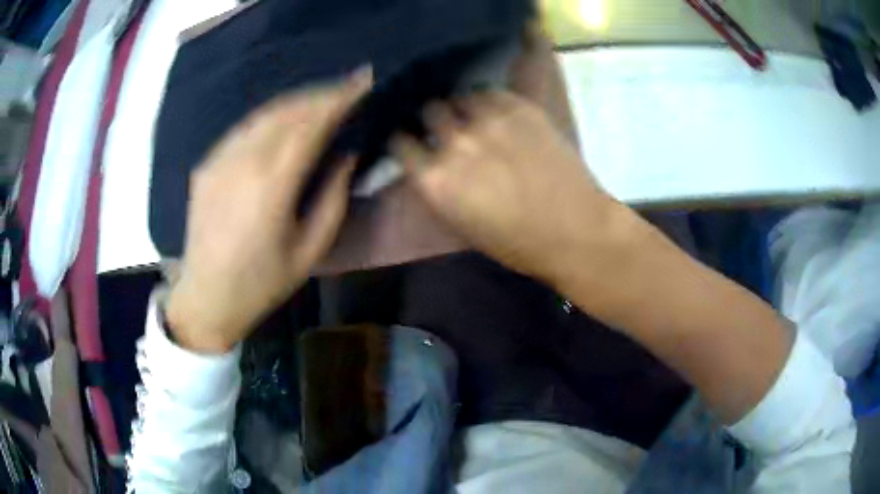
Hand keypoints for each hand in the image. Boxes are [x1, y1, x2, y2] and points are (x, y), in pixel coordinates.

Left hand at [167, 69, 371, 352]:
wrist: (207, 296)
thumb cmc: (263, 282)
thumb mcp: (310, 250)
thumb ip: (333, 197)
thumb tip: (346, 154)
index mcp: (272, 185)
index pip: (311, 124)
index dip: (340, 98)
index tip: (364, 82)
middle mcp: (243, 162)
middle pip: (288, 110)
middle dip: (322, 94)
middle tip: (349, 88)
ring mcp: (220, 160)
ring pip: (264, 114)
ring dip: (297, 101)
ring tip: (322, 99)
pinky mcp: (208, 164)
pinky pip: (245, 129)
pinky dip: (271, 117)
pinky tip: (284, 121)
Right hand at [391, 91, 624, 282]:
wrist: (575, 229)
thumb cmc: (518, 243)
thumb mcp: (462, 225)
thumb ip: (437, 188)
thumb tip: (429, 163)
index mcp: (436, 180)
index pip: (400, 143)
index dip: (405, 141)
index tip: (412, 140)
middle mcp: (455, 142)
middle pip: (428, 111)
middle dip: (433, 119)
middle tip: (447, 128)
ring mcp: (489, 120)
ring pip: (459, 96)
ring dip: (462, 108)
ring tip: (474, 118)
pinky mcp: (520, 107)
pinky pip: (491, 92)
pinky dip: (489, 102)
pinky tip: (499, 115)